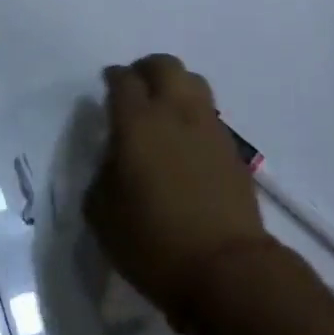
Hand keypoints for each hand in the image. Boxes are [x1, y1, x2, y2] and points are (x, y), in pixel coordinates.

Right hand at [85, 54, 273, 327]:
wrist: (225, 268)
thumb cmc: (152, 243)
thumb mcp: (101, 213)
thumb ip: (102, 173)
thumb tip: (114, 157)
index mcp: (137, 122)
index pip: (123, 80)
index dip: (113, 78)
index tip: (107, 85)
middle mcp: (175, 112)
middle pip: (164, 66)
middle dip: (146, 69)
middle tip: (135, 88)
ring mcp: (209, 127)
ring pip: (193, 82)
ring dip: (175, 85)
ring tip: (163, 109)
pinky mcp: (232, 147)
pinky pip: (209, 113)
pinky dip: (193, 114)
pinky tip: (185, 139)